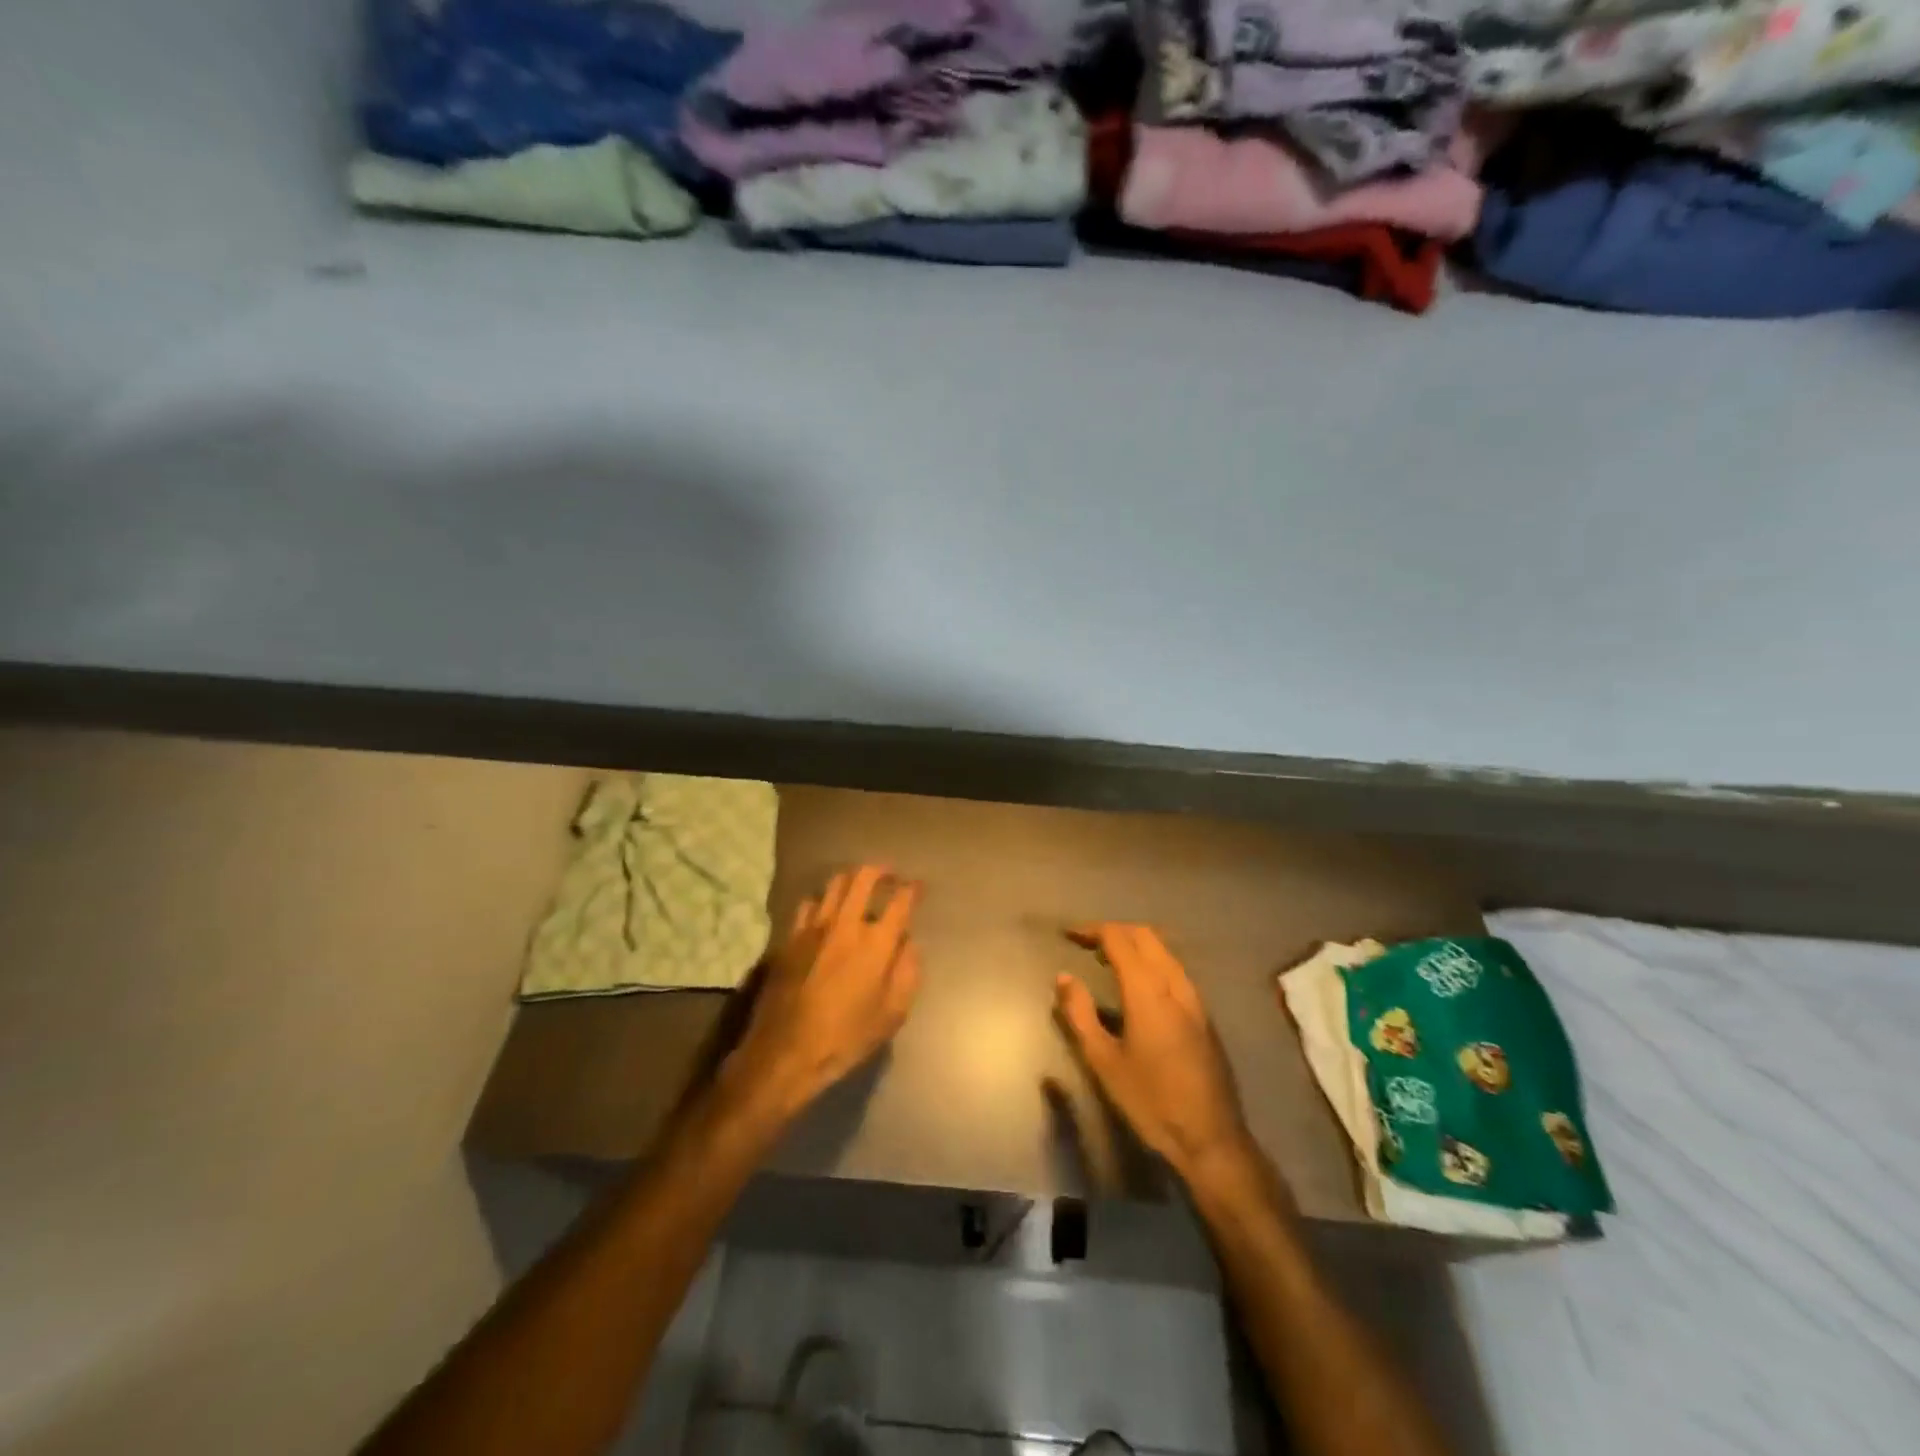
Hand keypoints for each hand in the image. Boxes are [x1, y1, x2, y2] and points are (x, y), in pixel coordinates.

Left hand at [719, 865, 922, 1127]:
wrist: (786, 1052)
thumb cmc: (846, 1037)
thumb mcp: (892, 1014)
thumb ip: (907, 972)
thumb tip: (908, 943)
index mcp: (876, 942)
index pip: (901, 900)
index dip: (913, 889)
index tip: (918, 887)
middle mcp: (846, 924)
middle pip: (864, 877)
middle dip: (881, 870)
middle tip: (889, 875)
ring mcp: (814, 927)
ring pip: (834, 884)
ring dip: (852, 880)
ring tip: (859, 887)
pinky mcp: (790, 937)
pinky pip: (808, 903)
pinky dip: (822, 900)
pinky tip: (825, 912)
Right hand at [1055, 923, 1254, 1182]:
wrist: (1211, 1137)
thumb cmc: (1151, 1101)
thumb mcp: (1104, 1061)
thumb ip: (1080, 1014)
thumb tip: (1064, 977)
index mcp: (1147, 991)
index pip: (1118, 939)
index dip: (1092, 930)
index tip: (1069, 934)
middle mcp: (1174, 984)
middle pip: (1145, 935)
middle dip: (1114, 930)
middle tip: (1086, 942)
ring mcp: (1194, 997)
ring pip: (1163, 950)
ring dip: (1134, 944)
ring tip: (1107, 960)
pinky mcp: (1203, 1013)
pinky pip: (1174, 968)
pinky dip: (1151, 960)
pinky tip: (1137, 985)